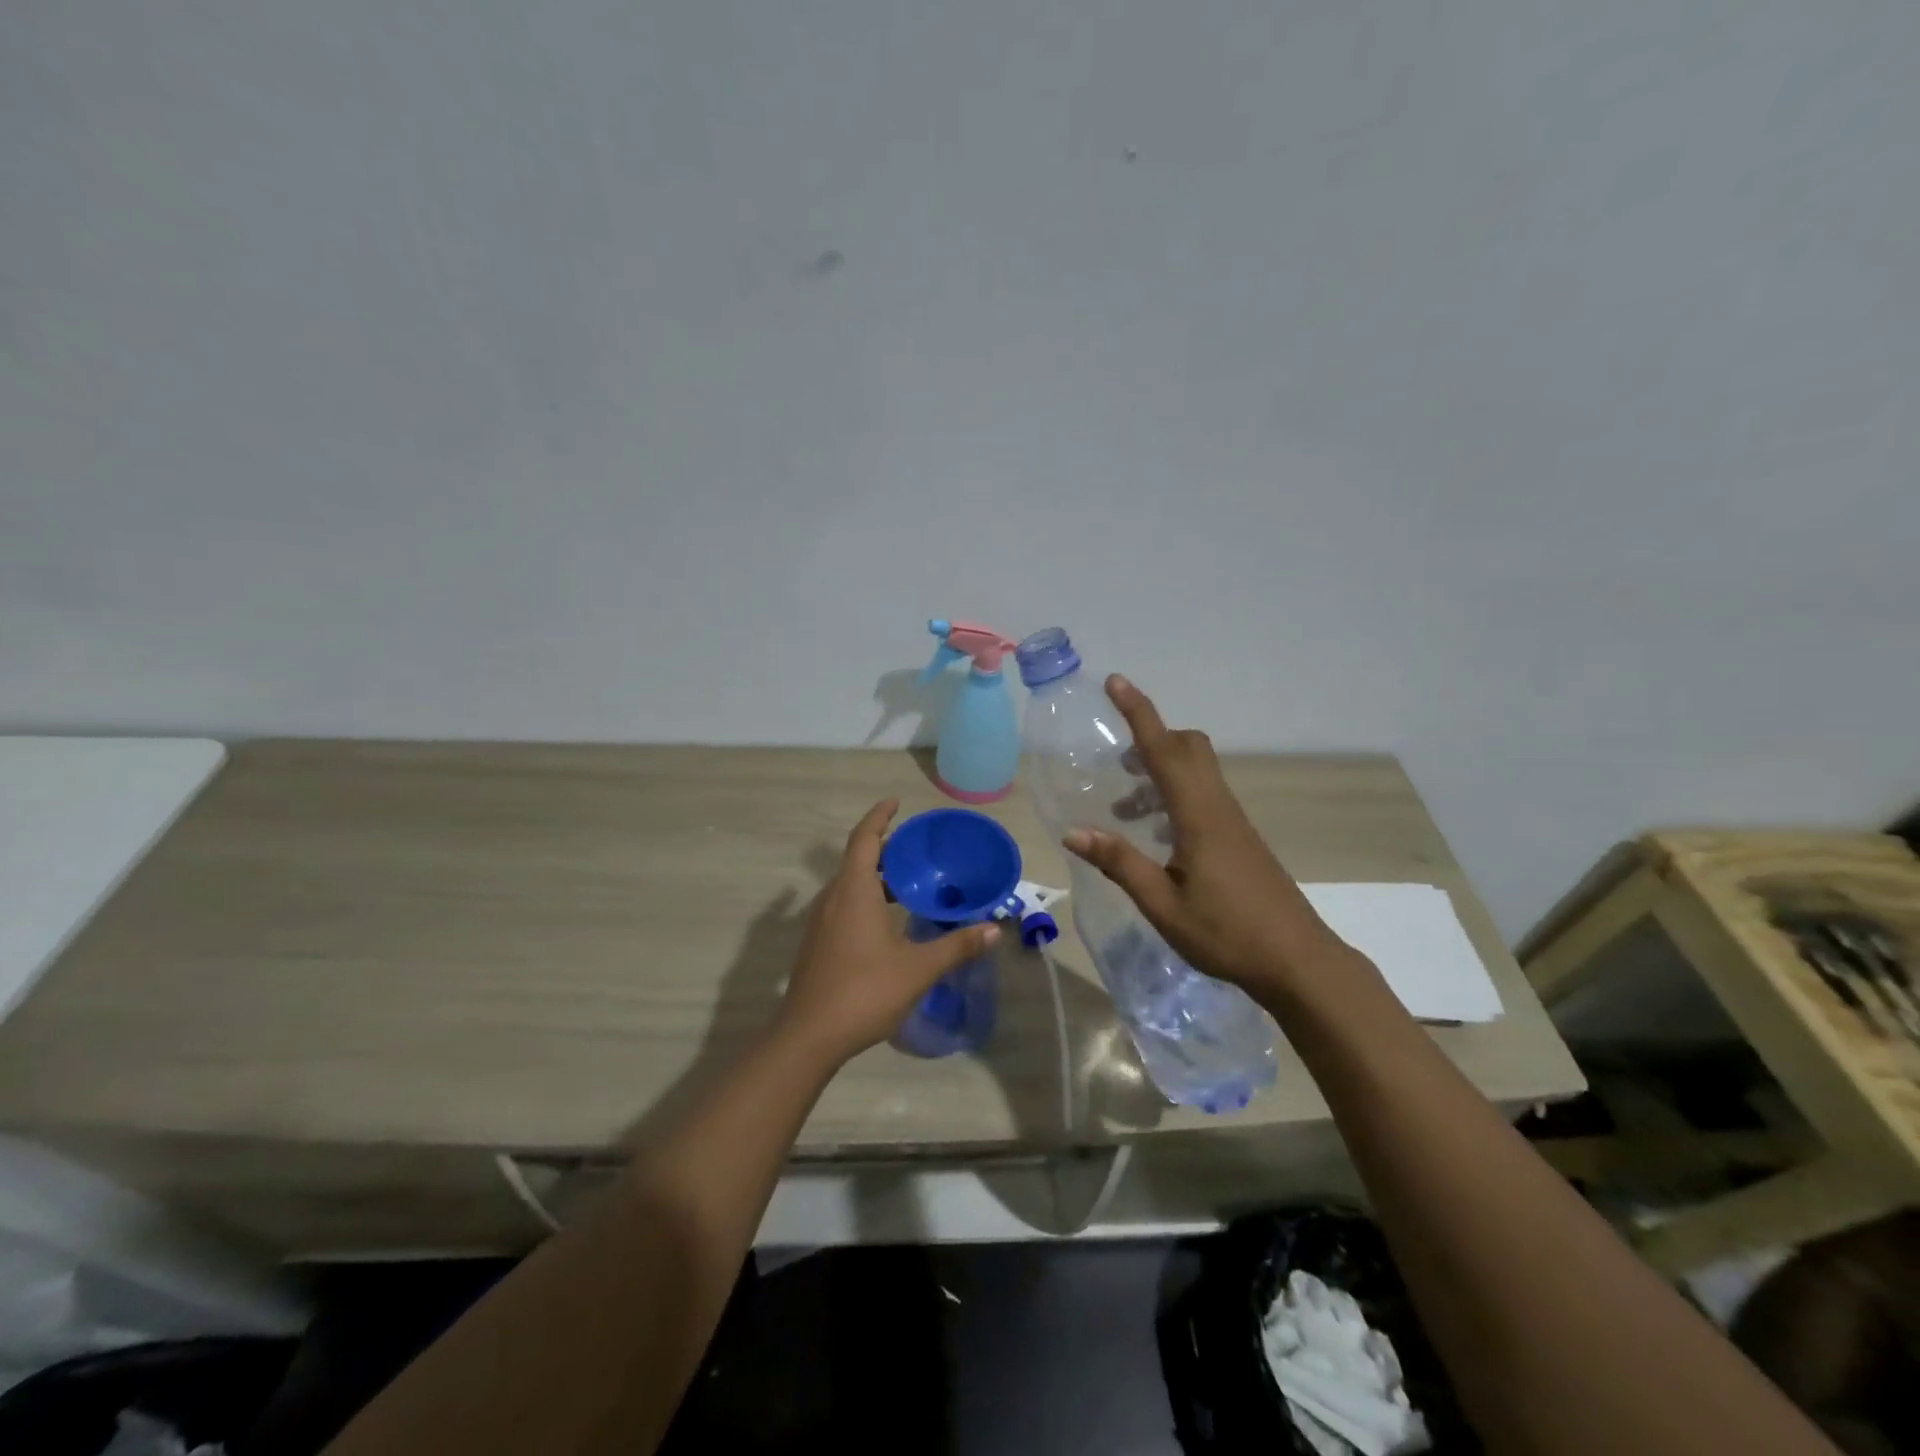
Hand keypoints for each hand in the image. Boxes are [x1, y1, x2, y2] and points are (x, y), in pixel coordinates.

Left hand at [779, 799, 1000, 1063]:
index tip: (896, 803)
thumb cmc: (864, 992)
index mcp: (854, 892)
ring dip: (874, 877)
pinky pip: (842, 905)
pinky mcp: (817, 944)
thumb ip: (957, 946)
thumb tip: (995, 929)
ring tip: (907, 884)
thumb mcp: (918, 969)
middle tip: (916, 850)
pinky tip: (886, 922)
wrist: (808, 1037)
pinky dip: (864, 898)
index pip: (864, 839)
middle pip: (856, 860)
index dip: (879, 817)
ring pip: (848, 885)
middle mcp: (833, 898)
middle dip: (884, 849)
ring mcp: (820, 922)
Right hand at [1063, 676, 1348, 999]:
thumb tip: (1074, 831)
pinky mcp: (1239, 837)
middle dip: (1152, 737)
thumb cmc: (1227, 933)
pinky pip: (1204, 794)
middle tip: (1118, 759)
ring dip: (1161, 770)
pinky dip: (1175, 794)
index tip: (1116, 682)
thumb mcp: (1162, 904)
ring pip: (1197, 770)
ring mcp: (1233, 821)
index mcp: (1198, 815)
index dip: (1138, 713)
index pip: (1164, 750)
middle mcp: (1217, 807)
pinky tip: (1157, 834)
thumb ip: (1120, 863)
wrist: (1298, 961)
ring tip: (1126, 805)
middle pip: (1189, 747)